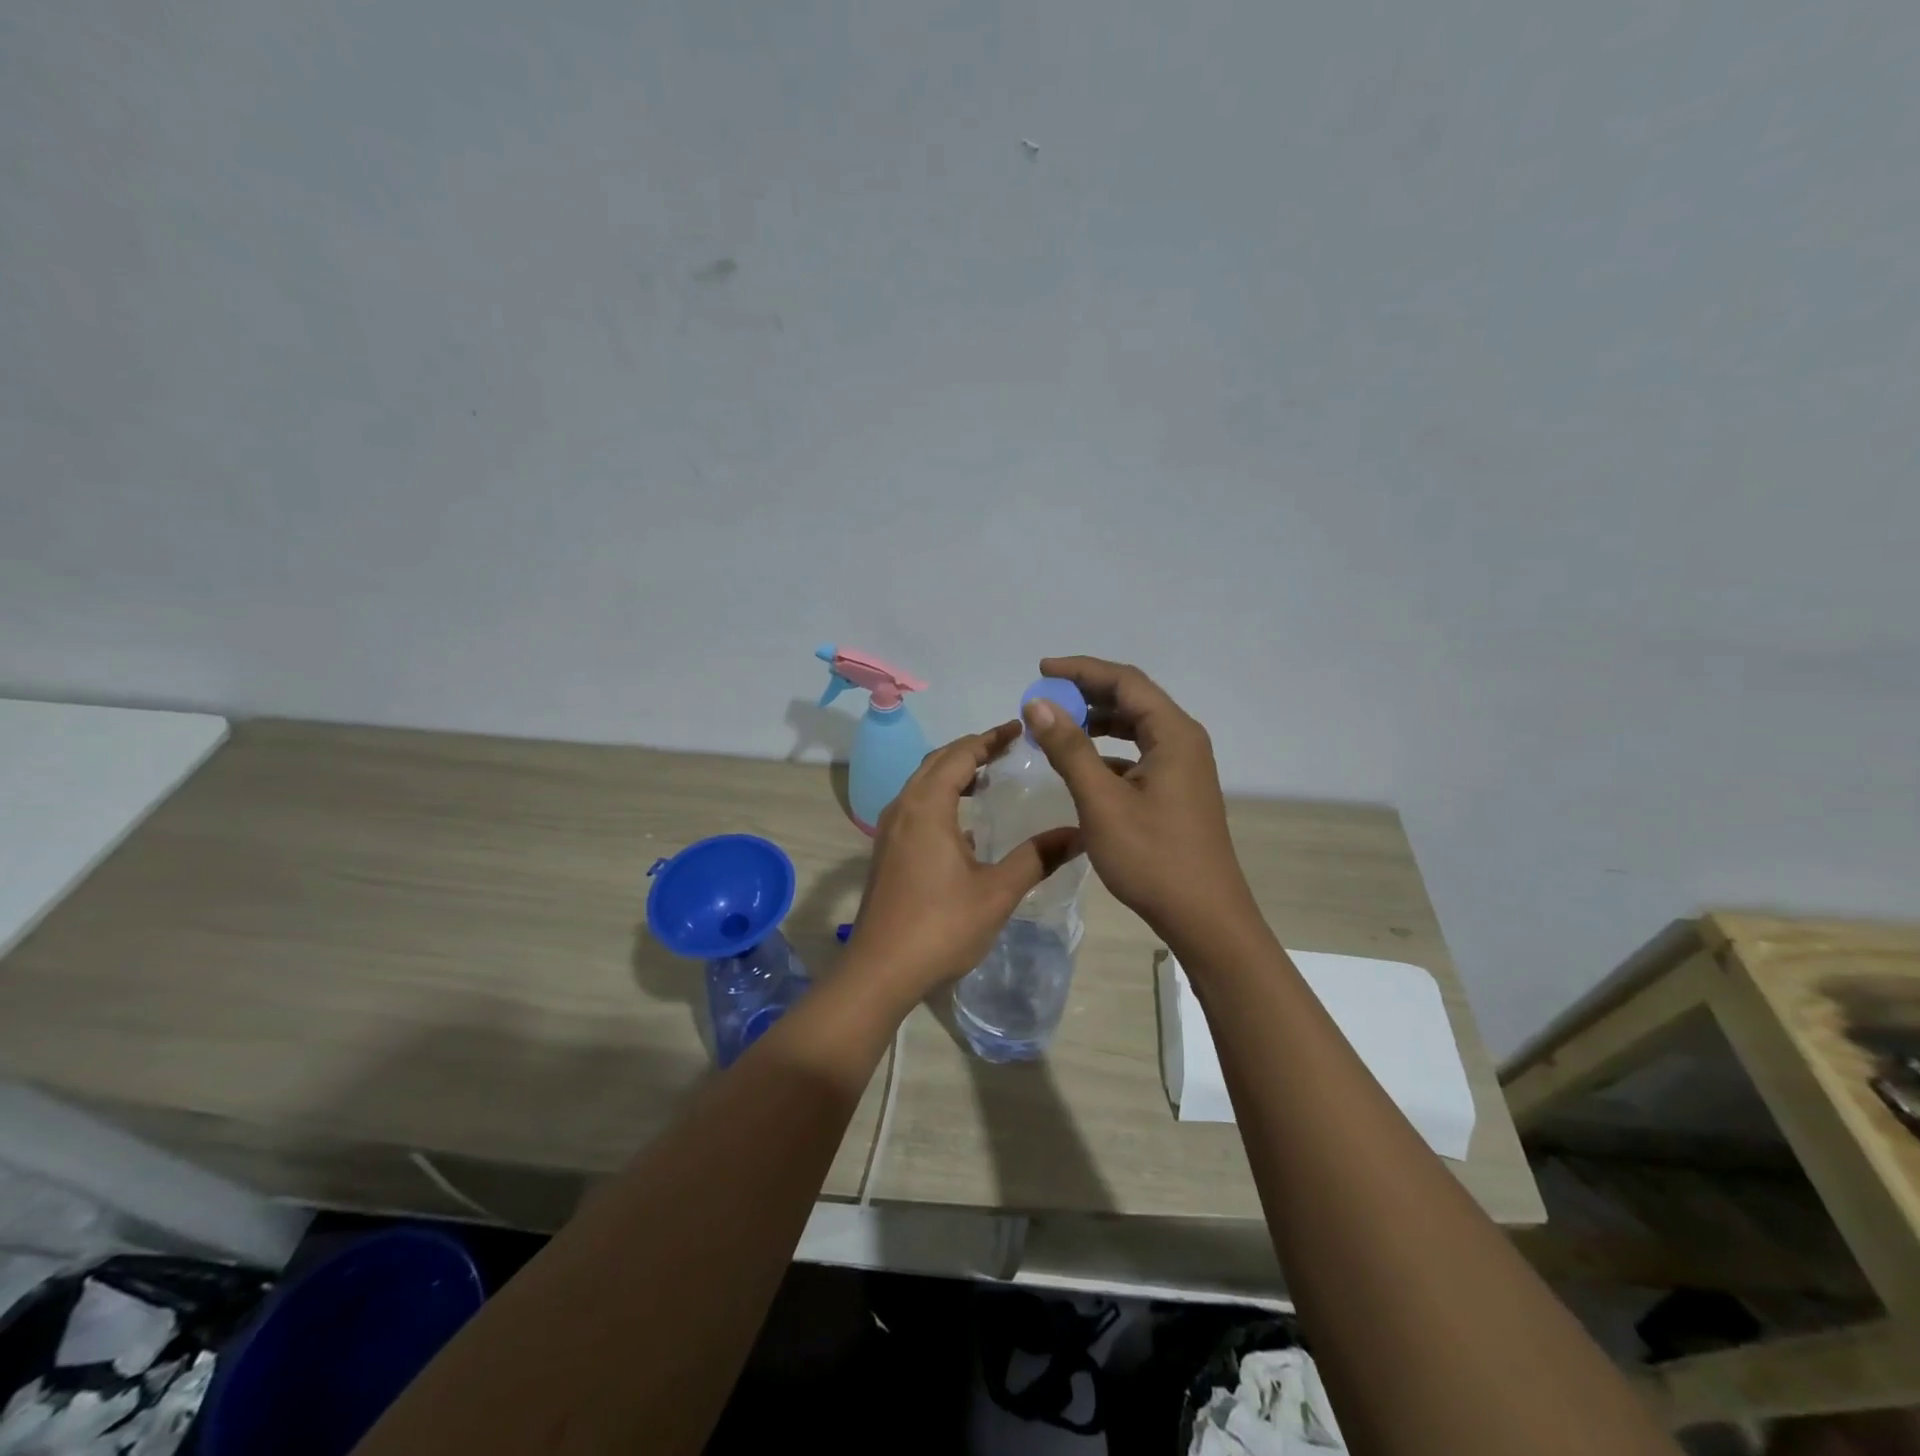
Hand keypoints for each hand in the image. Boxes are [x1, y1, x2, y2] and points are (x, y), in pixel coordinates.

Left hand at [849, 723, 1084, 1001]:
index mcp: (927, 807)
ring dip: (953, 773)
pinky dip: (940, 798)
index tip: (1019, 729)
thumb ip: (1037, 857)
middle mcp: (903, 808)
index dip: (989, 738)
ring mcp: (890, 831)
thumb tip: (1079, 833)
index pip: (960, 754)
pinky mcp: (886, 851)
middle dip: (971, 749)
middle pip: (937, 762)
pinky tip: (965, 824)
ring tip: (988, 778)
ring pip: (922, 784)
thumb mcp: (997, 892)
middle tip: (1008, 748)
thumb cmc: (940, 927)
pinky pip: (915, 807)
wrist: (880, 971)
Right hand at [1021, 656, 1254, 945]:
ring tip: (1056, 728)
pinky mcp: (1176, 791)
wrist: (1204, 917)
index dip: (1081, 670)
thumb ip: (1069, 749)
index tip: (1041, 670)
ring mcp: (1183, 768)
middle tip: (1044, 699)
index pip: (1125, 681)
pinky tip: (1081, 767)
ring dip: (1096, 722)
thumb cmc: (1153, 857)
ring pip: (1135, 728)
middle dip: (1086, 694)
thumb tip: (1037, 704)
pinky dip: (1107, 751)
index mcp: (1173, 734)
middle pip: (1132, 699)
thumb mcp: (1102, 801)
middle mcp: (1183, 741)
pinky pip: (1138, 755)